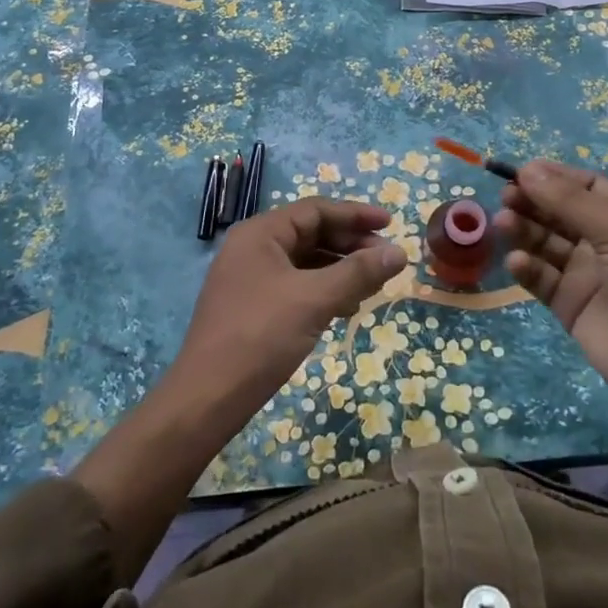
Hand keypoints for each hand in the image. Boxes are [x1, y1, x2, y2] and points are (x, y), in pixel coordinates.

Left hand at [171, 197, 405, 424]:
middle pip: (311, 233)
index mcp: (261, 233)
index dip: (356, 214)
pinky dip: (323, 290)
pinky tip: (346, 307)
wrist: (207, 397)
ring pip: (305, 261)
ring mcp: (250, 278)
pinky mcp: (252, 306)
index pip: (316, 210)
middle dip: (351, 244)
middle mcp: (253, 248)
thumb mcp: (315, 299)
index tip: (391, 224)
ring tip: (373, 286)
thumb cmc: (261, 336)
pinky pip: (296, 285)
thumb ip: (359, 272)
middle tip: (386, 260)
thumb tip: (399, 253)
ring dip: (340, 269)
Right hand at [497, 160, 607, 428]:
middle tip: (505, 198)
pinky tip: (515, 262)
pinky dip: (526, 267)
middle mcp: (606, 242)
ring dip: (524, 231)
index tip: (519, 171)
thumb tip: (528, 169)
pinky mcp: (569, 304)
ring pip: (546, 243)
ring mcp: (586, 274)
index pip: (586, 187)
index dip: (554, 177)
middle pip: (560, 212)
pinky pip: (541, 277)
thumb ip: (572, 202)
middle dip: (533, 202)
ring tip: (503, 224)